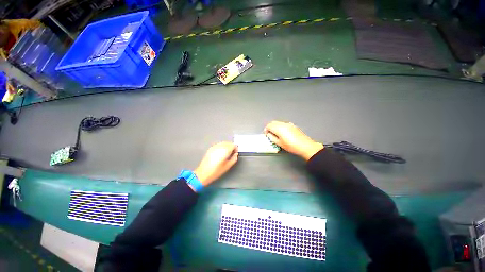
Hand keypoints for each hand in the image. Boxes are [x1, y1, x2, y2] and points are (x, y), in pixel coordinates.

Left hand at [194, 142, 237, 186]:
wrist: (203, 173)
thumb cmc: (216, 171)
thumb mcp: (228, 166)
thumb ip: (234, 159)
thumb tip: (235, 154)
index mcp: (225, 150)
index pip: (233, 145)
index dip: (235, 148)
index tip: (235, 153)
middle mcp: (220, 147)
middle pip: (228, 143)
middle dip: (231, 146)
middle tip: (232, 153)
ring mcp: (214, 147)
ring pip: (223, 143)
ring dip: (226, 146)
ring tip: (226, 153)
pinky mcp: (210, 148)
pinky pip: (218, 145)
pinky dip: (221, 147)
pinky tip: (220, 153)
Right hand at [264, 121, 323, 160]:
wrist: (304, 146)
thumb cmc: (292, 146)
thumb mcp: (279, 143)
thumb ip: (272, 138)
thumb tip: (269, 134)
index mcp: (279, 128)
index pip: (269, 125)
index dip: (266, 129)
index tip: (266, 133)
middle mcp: (283, 124)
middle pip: (273, 122)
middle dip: (270, 127)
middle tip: (269, 133)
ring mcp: (288, 124)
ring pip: (278, 122)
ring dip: (275, 126)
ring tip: (275, 134)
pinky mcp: (292, 125)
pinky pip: (283, 124)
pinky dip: (280, 126)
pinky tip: (282, 133)